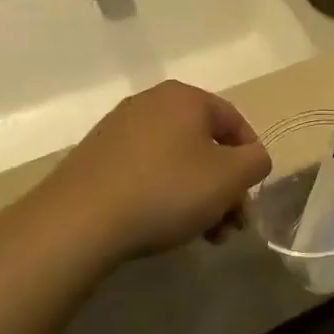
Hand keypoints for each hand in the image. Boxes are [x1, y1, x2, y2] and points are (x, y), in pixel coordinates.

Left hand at [33, 81, 270, 261]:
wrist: (77, 223)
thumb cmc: (166, 190)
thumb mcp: (230, 177)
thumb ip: (256, 162)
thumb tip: (252, 160)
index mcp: (185, 97)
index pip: (234, 122)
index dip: (251, 160)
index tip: (250, 196)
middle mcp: (151, 103)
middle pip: (204, 144)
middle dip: (223, 186)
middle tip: (229, 224)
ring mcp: (118, 129)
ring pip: (176, 161)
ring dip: (197, 196)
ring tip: (201, 236)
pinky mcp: (94, 159)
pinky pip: (144, 172)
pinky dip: (162, 195)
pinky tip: (163, 227)